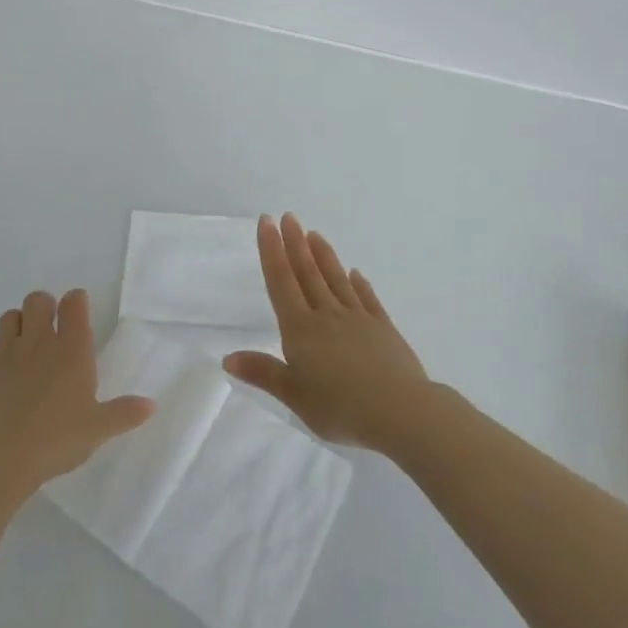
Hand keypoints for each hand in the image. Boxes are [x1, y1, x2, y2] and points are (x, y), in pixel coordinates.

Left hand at [0, 288, 154, 492]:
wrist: (2, 459)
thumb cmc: (57, 439)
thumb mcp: (98, 429)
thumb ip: (124, 413)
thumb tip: (152, 405)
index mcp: (71, 348)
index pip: (74, 302)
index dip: (76, 302)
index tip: (79, 312)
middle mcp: (38, 340)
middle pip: (37, 299)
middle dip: (44, 307)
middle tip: (50, 330)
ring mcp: (5, 352)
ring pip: (8, 317)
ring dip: (17, 325)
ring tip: (23, 347)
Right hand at [223, 214, 434, 452]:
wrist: (400, 411)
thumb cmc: (340, 408)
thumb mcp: (294, 397)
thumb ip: (263, 373)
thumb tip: (227, 358)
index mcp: (301, 329)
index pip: (281, 281)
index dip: (271, 250)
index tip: (266, 222)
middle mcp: (327, 315)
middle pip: (307, 273)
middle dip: (295, 243)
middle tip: (289, 216)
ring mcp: (358, 318)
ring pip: (336, 279)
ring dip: (324, 255)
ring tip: (314, 234)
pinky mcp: (383, 328)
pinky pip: (367, 298)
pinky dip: (359, 283)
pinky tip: (355, 273)